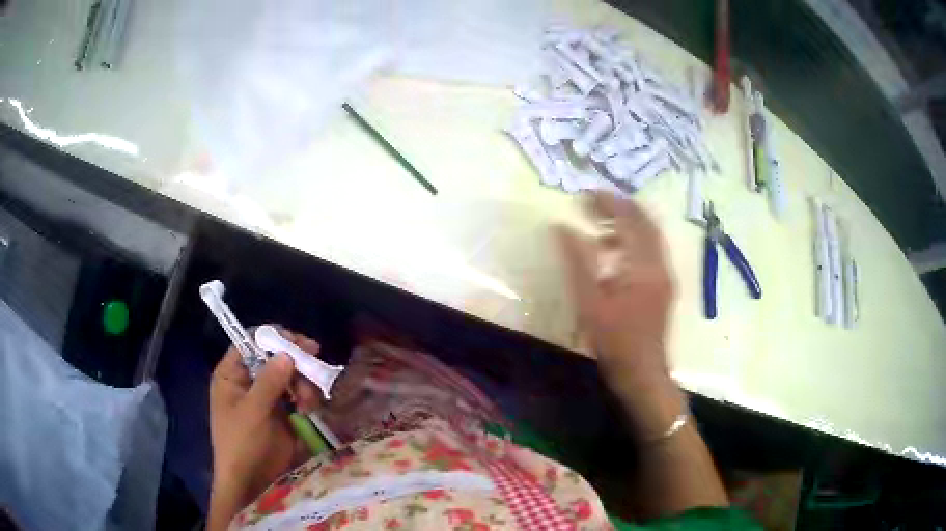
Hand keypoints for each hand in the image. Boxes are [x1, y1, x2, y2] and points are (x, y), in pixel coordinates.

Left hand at [208, 328, 321, 526]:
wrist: (252, 482)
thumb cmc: (241, 444)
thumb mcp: (252, 412)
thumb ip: (268, 382)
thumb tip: (286, 353)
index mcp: (232, 374)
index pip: (250, 341)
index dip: (272, 338)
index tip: (298, 343)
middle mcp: (249, 380)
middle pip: (274, 356)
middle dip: (295, 363)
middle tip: (314, 367)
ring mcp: (267, 396)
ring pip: (290, 374)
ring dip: (304, 383)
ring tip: (308, 403)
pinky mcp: (283, 412)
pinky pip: (298, 393)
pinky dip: (307, 397)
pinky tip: (309, 409)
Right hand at [557, 193, 684, 437]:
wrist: (643, 373)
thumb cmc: (615, 341)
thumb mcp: (590, 302)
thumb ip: (577, 261)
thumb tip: (561, 227)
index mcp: (644, 265)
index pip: (630, 220)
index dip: (609, 202)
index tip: (587, 193)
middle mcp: (660, 264)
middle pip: (645, 223)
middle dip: (620, 208)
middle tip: (593, 203)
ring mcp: (664, 276)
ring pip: (648, 237)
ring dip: (626, 226)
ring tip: (597, 225)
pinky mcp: (663, 287)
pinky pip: (649, 253)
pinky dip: (631, 244)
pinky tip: (610, 255)